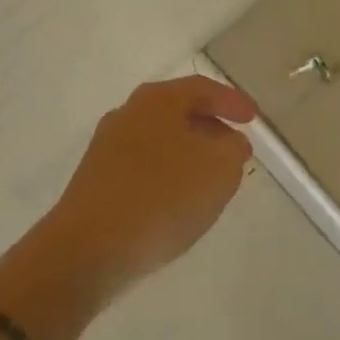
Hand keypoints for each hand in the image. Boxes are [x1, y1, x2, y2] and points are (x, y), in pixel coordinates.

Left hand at [50, 75, 255, 292]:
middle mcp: (128, 114)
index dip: (232, 102)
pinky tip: (177, 203)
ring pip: (160, 141)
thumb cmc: (161, 196)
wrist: (86, 251)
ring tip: (210, 179)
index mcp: (157, 100)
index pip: (203, 88)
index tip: (253, 119)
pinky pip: (143, 169)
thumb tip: (229, 142)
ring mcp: (106, 149)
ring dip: (188, 154)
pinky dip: (166, 177)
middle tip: (233, 147)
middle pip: (178, 112)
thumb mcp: (219, 168)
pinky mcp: (96, 183)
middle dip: (209, 127)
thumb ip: (233, 148)